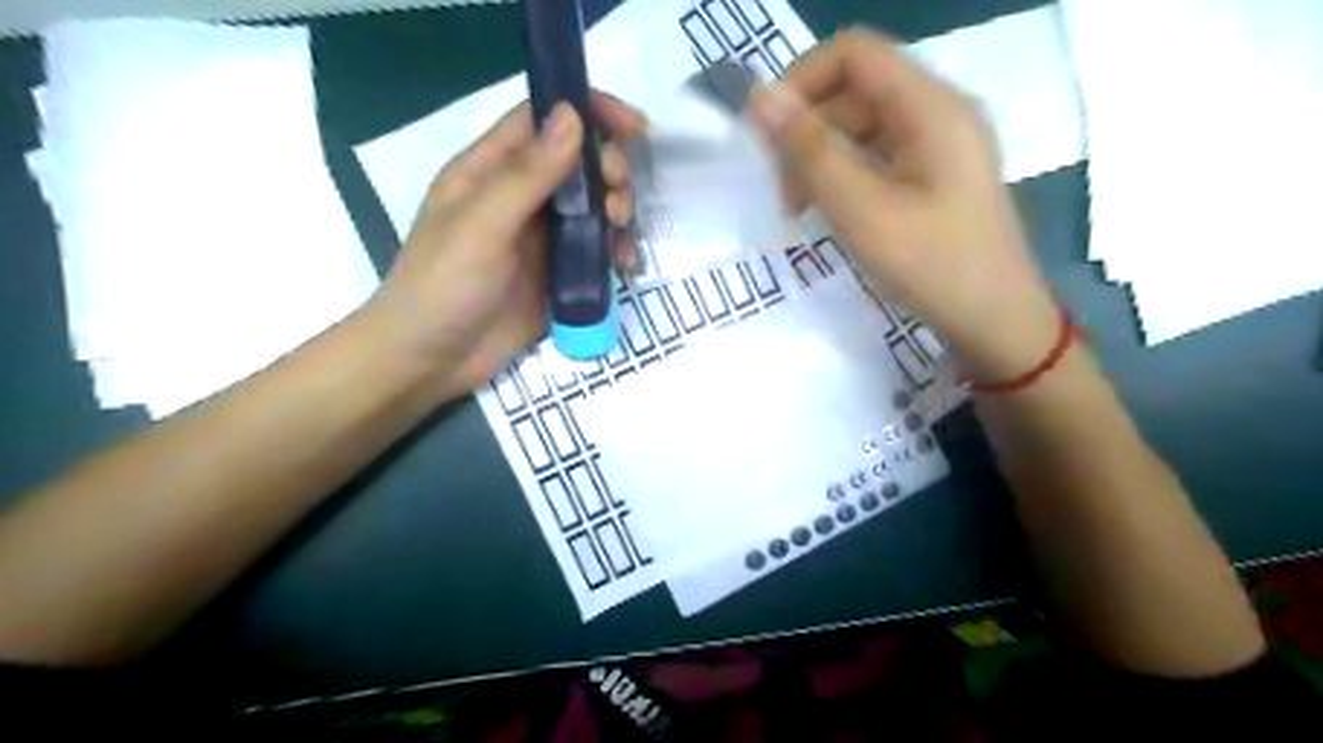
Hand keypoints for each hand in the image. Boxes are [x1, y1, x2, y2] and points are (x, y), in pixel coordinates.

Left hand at [360, 95, 648, 403]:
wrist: (431, 361)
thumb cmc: (443, 286)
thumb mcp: (482, 225)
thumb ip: (527, 174)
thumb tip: (573, 115)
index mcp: (490, 171)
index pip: (543, 120)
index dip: (589, 112)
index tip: (633, 127)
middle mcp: (520, 197)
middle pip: (578, 162)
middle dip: (610, 171)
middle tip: (619, 202)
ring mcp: (541, 238)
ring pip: (594, 206)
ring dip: (619, 212)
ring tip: (623, 237)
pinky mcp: (557, 274)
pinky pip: (597, 251)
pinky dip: (617, 252)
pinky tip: (625, 267)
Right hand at [755, 29, 1062, 382]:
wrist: (995, 321)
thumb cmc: (932, 265)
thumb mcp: (862, 210)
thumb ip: (810, 151)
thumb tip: (760, 97)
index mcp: (930, 106)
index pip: (853, 53)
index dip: (801, 81)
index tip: (768, 137)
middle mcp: (938, 111)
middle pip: (855, 89)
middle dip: (808, 130)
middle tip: (784, 191)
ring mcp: (939, 144)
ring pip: (862, 124)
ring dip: (821, 156)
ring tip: (800, 209)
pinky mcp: (935, 174)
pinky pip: (877, 154)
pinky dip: (844, 174)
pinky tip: (831, 211)